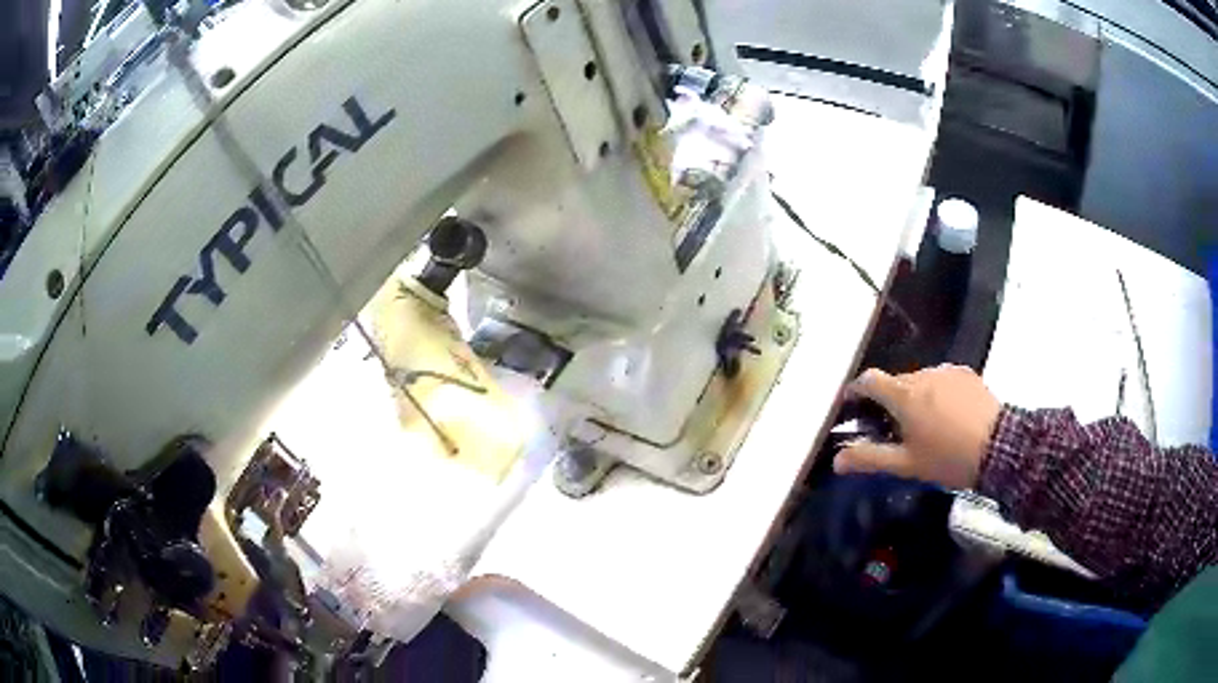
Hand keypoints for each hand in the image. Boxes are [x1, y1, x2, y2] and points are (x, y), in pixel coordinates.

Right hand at [834, 365, 1001, 489]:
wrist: (999, 447)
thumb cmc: (948, 458)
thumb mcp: (906, 464)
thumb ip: (870, 459)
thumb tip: (837, 460)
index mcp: (904, 395)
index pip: (870, 380)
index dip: (856, 389)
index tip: (851, 403)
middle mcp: (923, 375)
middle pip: (896, 381)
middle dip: (888, 400)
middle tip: (892, 427)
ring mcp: (946, 372)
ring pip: (920, 380)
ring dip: (914, 396)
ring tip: (924, 423)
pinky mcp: (966, 374)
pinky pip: (942, 379)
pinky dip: (937, 392)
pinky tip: (947, 414)